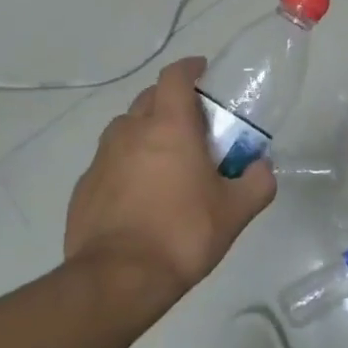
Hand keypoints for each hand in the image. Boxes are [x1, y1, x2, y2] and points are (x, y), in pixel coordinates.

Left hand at [64, 58, 275, 298]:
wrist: (117, 279)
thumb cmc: (182, 234)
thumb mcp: (235, 212)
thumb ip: (257, 183)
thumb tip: (263, 168)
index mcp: (169, 127)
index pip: (175, 76)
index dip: (190, 68)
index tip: (203, 72)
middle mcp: (131, 131)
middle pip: (150, 99)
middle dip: (171, 102)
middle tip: (193, 125)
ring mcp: (102, 158)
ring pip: (126, 129)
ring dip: (146, 133)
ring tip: (165, 161)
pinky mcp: (84, 186)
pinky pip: (109, 162)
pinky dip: (126, 165)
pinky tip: (139, 195)